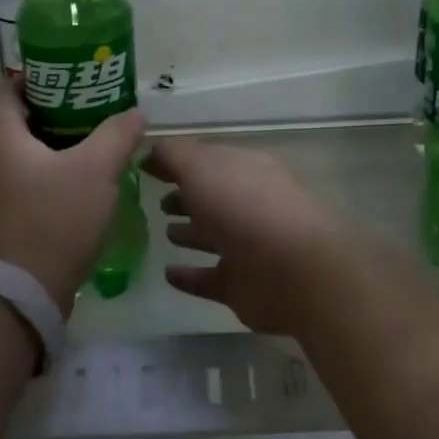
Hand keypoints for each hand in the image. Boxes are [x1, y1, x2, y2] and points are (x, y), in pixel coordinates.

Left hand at [0, 85, 146, 314]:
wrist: (20, 296)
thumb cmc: (53, 220)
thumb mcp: (96, 170)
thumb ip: (117, 135)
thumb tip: (134, 113)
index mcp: (2, 141)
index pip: (6, 92)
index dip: (33, 78)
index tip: (68, 77)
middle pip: (18, 125)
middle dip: (55, 113)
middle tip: (93, 110)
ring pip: (25, 159)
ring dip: (56, 149)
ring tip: (95, 146)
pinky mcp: (4, 226)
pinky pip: (28, 188)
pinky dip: (52, 179)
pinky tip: (83, 189)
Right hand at [142, 138, 343, 334]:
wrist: (292, 271)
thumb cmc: (244, 207)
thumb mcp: (201, 167)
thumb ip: (173, 156)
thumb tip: (152, 152)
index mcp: (245, 170)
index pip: (208, 160)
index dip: (178, 161)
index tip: (146, 167)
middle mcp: (249, 204)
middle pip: (213, 197)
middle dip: (187, 197)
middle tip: (157, 202)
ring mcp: (249, 247)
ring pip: (214, 236)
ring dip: (191, 234)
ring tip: (164, 233)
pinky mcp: (243, 286)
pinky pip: (210, 278)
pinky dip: (190, 276)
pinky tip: (168, 274)